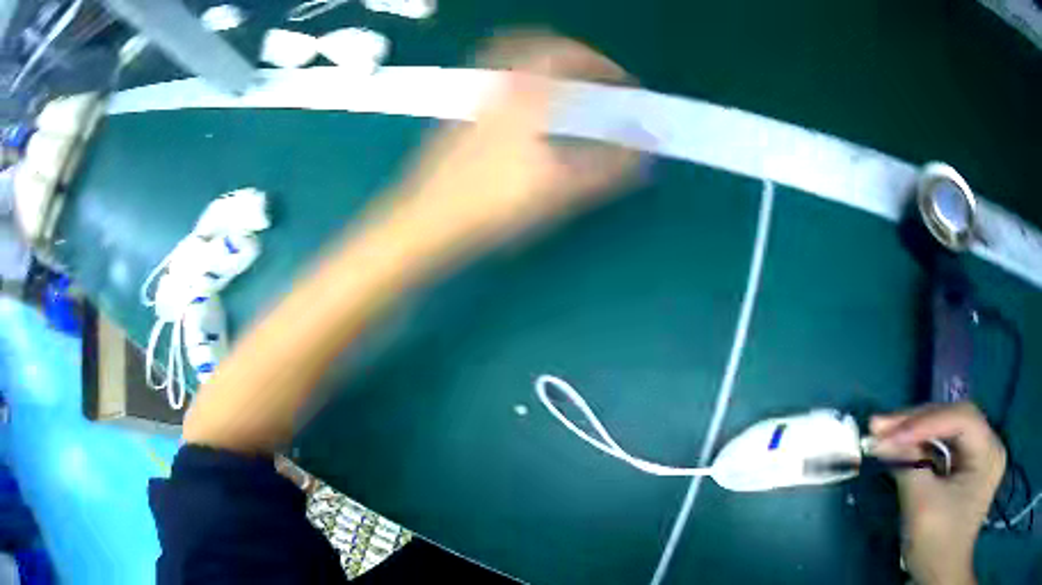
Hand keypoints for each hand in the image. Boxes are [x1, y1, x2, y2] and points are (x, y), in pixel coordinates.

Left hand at [387, 32, 639, 248]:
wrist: (427, 220)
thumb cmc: (495, 202)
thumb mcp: (561, 187)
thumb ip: (610, 165)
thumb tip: (647, 147)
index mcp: (524, 91)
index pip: (568, 54)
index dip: (601, 63)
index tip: (623, 81)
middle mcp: (496, 82)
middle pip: (534, 42)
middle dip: (571, 52)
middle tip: (593, 72)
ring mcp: (473, 95)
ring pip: (509, 56)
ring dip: (542, 59)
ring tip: (565, 82)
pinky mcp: (460, 112)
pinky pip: (495, 75)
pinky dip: (520, 76)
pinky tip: (526, 104)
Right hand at [870, 403, 1005, 584]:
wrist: (940, 577)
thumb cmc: (936, 546)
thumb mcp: (922, 507)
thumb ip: (908, 467)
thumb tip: (882, 439)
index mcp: (989, 453)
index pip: (961, 419)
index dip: (926, 421)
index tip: (888, 431)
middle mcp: (990, 444)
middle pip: (954, 420)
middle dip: (917, 423)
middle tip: (881, 424)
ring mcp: (981, 454)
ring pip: (948, 430)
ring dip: (917, 431)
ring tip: (886, 430)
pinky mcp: (970, 465)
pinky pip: (946, 447)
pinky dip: (923, 446)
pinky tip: (904, 444)